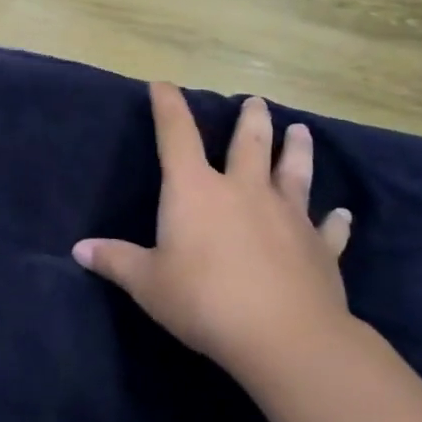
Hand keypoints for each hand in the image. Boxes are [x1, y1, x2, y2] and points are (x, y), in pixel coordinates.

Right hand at [74, 84, 355, 389]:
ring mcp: (288, 216)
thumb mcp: (148, 283)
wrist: (284, 336)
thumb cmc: (204, 301)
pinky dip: (335, 220)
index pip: (177, 137)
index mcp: (196, 191)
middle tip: (257, 101)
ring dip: (297, 150)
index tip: (163, 85)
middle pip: (249, 144)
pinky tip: (343, 213)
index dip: (168, 107)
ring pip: (294, 172)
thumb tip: (79, 249)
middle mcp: (244, 191)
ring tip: (301, 131)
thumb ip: (116, 261)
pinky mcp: (320, 248)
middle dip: (251, 119)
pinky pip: (329, 229)